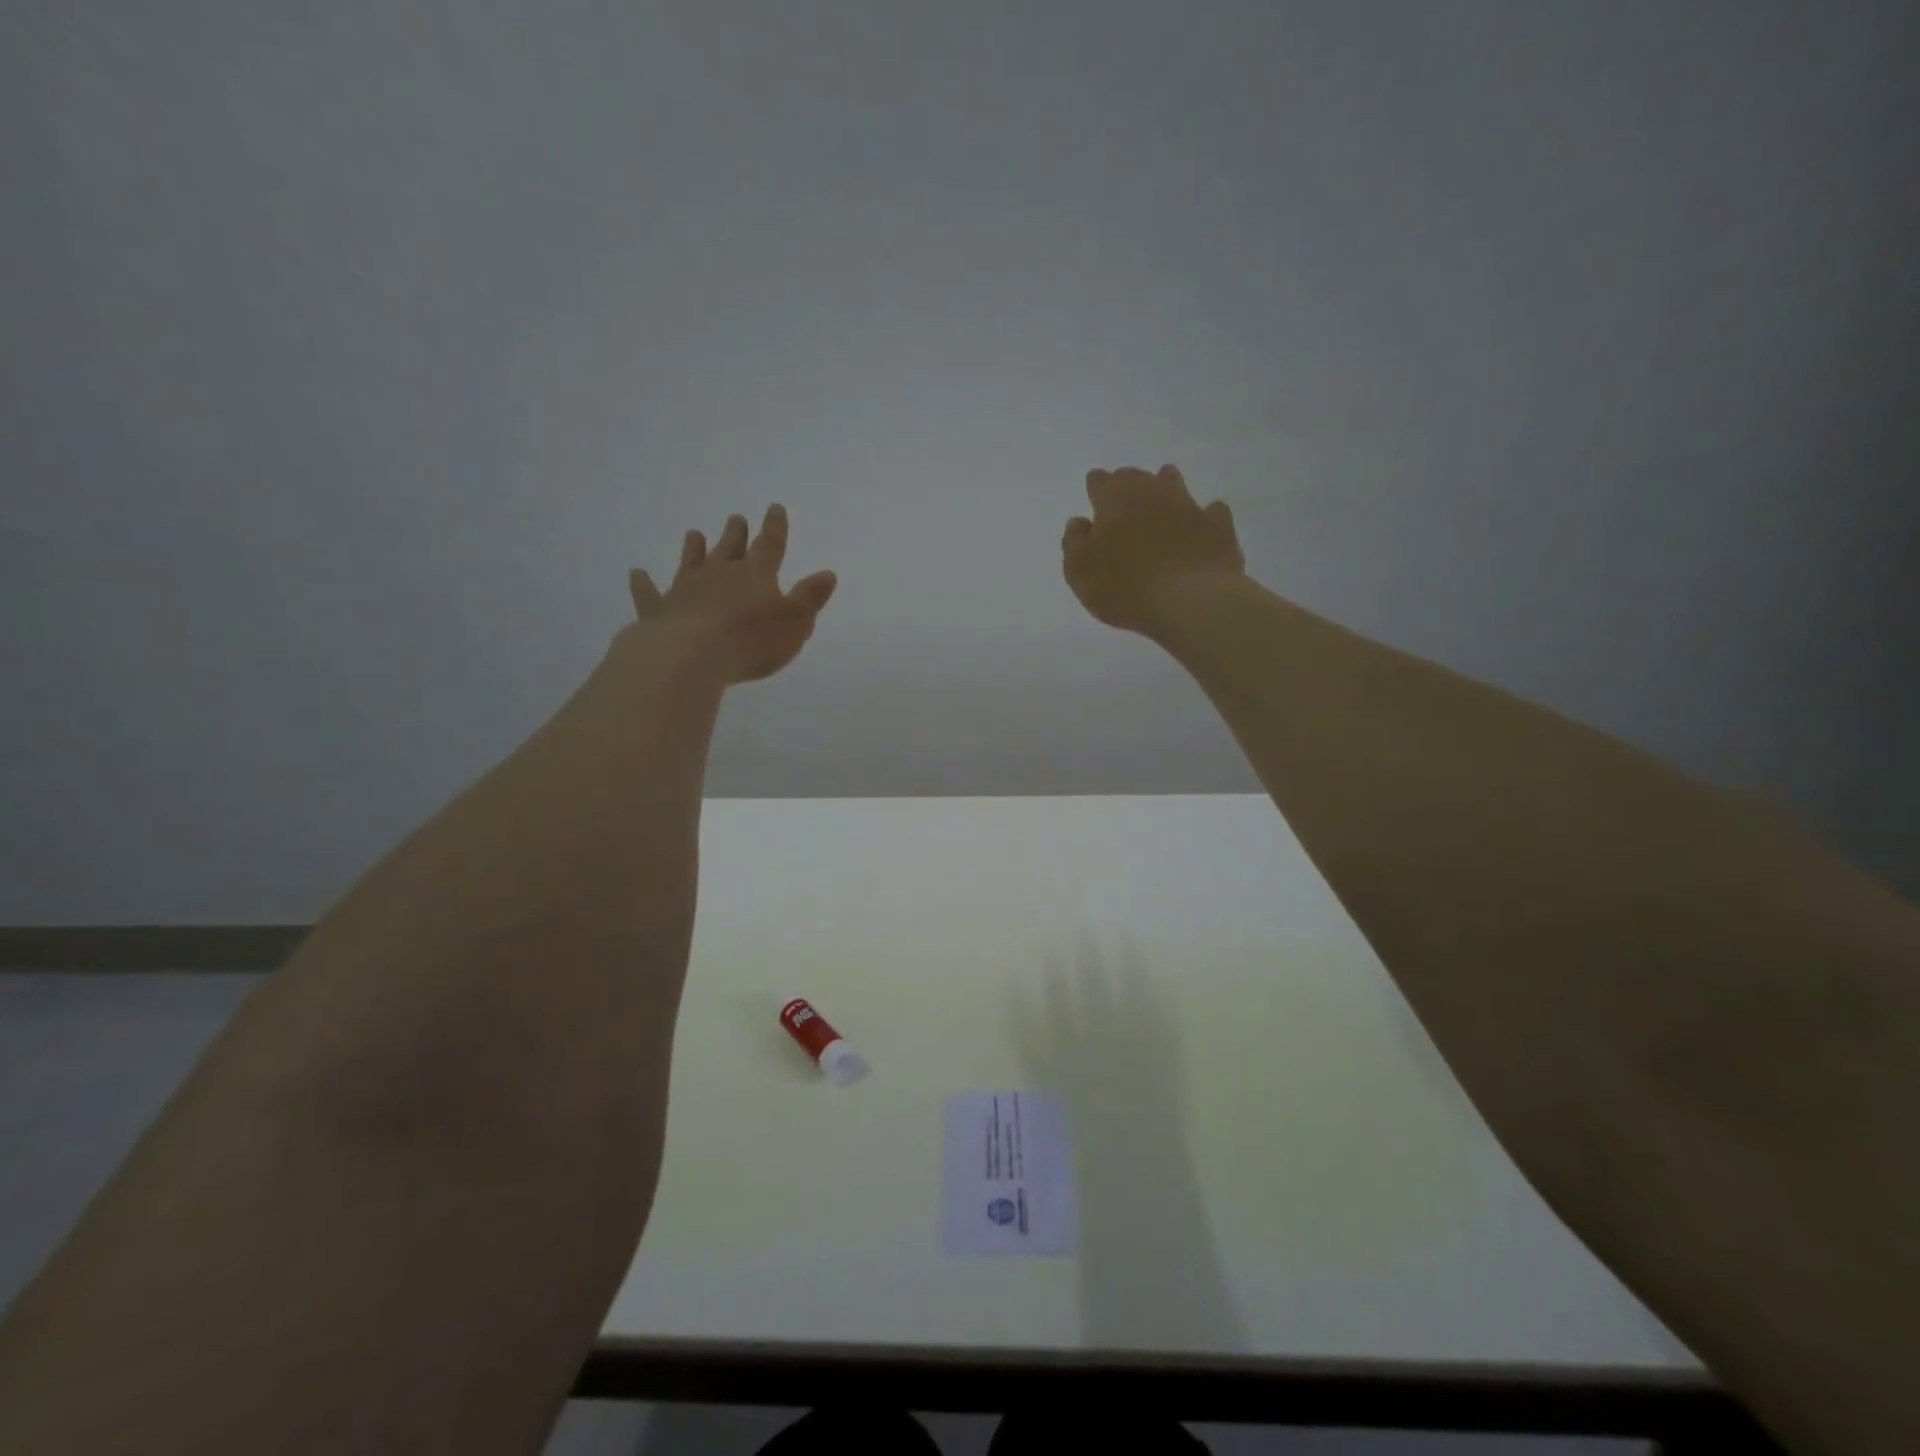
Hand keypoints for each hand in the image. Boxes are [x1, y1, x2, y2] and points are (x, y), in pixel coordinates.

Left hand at [626, 505, 837, 684]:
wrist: (692, 655)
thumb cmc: (752, 640)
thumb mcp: (795, 622)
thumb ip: (810, 598)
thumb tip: (828, 573)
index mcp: (756, 575)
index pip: (770, 546)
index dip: (774, 527)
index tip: (774, 508)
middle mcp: (720, 574)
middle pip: (730, 549)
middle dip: (736, 534)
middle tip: (735, 519)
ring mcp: (686, 589)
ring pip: (691, 562)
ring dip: (694, 549)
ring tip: (694, 534)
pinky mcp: (659, 610)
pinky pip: (650, 593)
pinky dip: (643, 584)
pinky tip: (636, 573)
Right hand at [1062, 465, 1243, 634]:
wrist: (1190, 601)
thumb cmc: (1124, 587)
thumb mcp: (1079, 572)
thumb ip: (1073, 543)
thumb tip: (1080, 522)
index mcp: (1115, 499)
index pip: (1100, 481)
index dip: (1096, 489)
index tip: (1095, 500)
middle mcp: (1153, 492)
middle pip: (1136, 478)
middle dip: (1128, 487)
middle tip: (1123, 506)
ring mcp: (1189, 506)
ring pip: (1173, 485)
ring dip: (1165, 489)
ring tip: (1161, 502)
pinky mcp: (1218, 526)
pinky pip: (1212, 511)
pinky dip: (1205, 515)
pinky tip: (1203, 523)